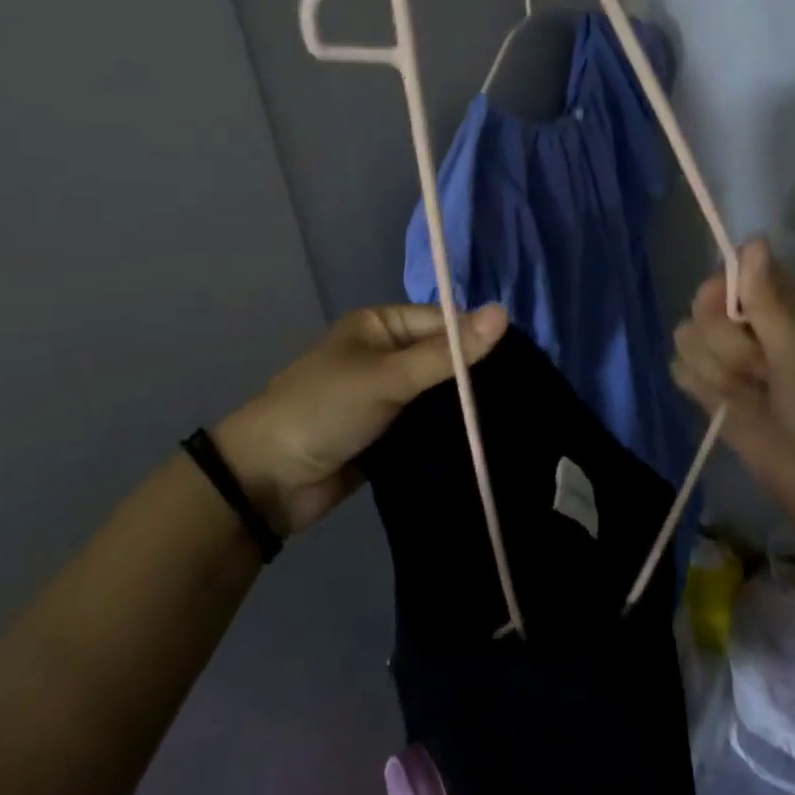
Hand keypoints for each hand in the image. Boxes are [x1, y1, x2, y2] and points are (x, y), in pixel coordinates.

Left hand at [214, 303, 508, 536]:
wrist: (269, 481)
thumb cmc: (326, 410)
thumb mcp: (388, 376)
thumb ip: (447, 353)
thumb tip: (504, 313)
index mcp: (380, 325)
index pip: (443, 322)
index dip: (478, 338)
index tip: (523, 360)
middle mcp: (386, 355)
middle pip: (444, 358)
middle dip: (475, 375)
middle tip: (525, 391)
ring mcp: (388, 396)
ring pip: (439, 394)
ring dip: (465, 406)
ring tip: (515, 415)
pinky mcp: (389, 433)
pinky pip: (428, 424)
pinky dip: (449, 431)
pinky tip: (487, 438)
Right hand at [671, 239, 794, 563]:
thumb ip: (767, 299)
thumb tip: (752, 239)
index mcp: (782, 307)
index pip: (731, 274)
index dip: (723, 289)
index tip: (737, 312)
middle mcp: (752, 328)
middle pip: (701, 308)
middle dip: (726, 342)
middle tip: (763, 369)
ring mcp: (731, 363)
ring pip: (687, 339)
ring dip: (716, 370)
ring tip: (752, 396)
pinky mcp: (713, 395)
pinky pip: (681, 371)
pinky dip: (700, 387)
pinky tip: (727, 408)